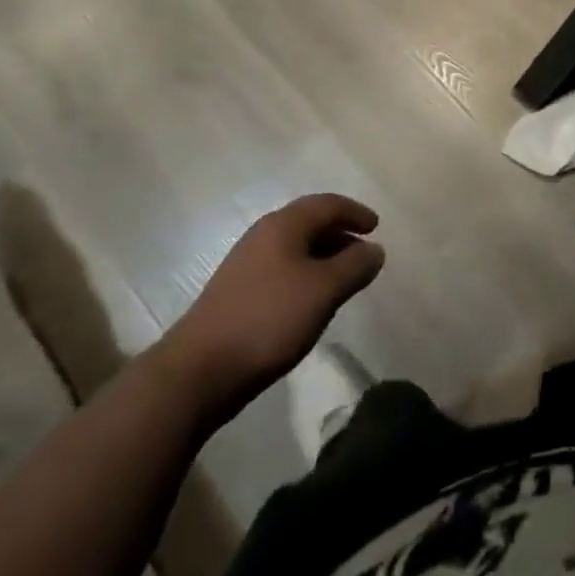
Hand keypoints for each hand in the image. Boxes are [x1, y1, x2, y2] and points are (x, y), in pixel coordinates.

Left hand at [155, 194, 385, 413]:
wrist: (198, 371)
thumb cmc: (268, 320)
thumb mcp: (324, 291)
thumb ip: (354, 266)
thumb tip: (375, 249)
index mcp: (284, 225)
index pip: (327, 204)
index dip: (355, 212)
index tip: (376, 227)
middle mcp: (264, 235)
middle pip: (309, 222)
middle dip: (340, 233)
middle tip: (363, 253)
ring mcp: (246, 264)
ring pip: (295, 247)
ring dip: (323, 256)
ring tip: (343, 279)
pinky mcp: (237, 292)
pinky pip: (282, 269)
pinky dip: (305, 274)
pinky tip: (310, 301)